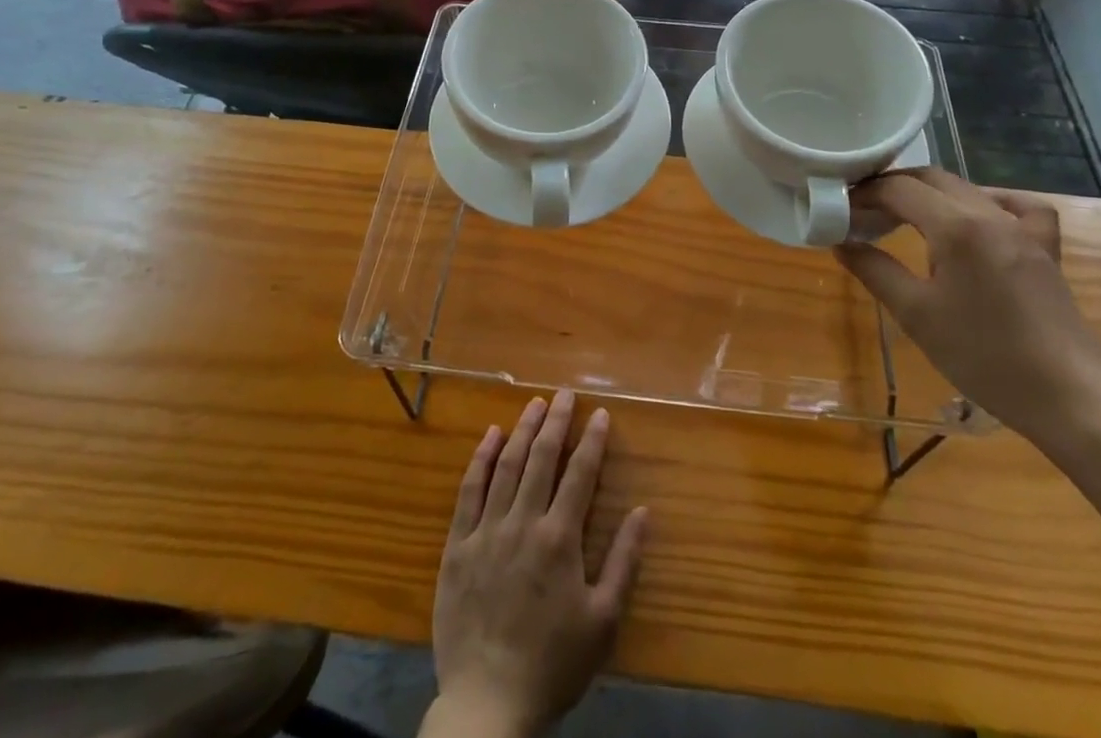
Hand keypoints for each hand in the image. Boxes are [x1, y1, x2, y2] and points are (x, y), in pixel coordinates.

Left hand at [430, 392, 648, 737]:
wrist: (488, 705)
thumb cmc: (552, 664)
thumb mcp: (603, 621)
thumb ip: (623, 562)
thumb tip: (643, 511)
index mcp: (560, 538)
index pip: (580, 474)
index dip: (592, 440)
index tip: (600, 413)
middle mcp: (523, 522)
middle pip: (542, 458)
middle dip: (556, 421)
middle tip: (565, 394)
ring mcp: (487, 530)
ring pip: (507, 465)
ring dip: (523, 430)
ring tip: (534, 403)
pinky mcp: (457, 545)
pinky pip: (469, 491)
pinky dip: (482, 459)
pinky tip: (491, 436)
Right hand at [836, 169, 1100, 445]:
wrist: (1070, 398)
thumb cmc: (985, 357)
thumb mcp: (916, 315)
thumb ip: (874, 270)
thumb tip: (841, 241)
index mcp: (957, 227)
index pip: (898, 190)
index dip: (863, 194)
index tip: (840, 208)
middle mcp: (990, 214)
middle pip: (930, 179)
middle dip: (891, 187)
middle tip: (862, 210)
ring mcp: (1023, 229)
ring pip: (967, 188)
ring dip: (929, 193)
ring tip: (903, 216)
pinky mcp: (1044, 248)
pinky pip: (1018, 206)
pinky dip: (990, 202)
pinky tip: (977, 218)